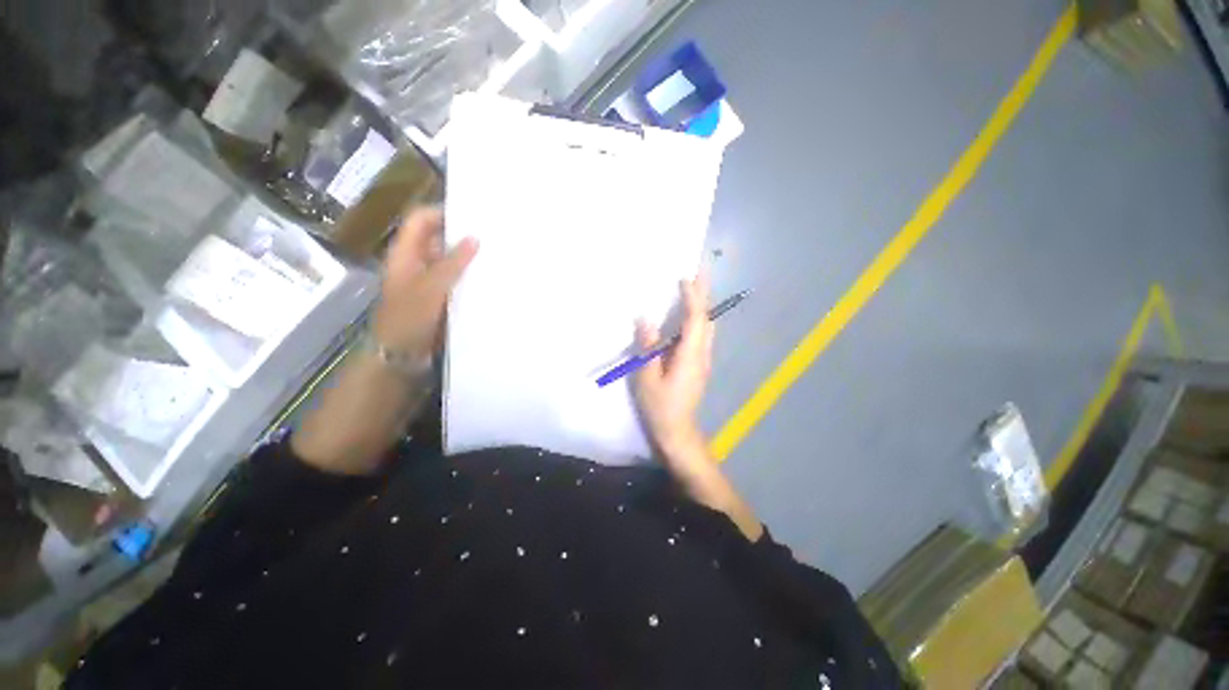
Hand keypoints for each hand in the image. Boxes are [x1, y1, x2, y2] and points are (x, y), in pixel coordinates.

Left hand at [372, 207, 477, 359]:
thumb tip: (474, 238)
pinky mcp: (442, 296)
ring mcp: (430, 280)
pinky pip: (458, 279)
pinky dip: (471, 276)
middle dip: (462, 234)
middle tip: (492, 233)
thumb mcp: (430, 288)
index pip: (421, 219)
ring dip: (469, 257)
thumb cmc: (408, 319)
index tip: (472, 213)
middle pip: (439, 238)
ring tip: (497, 252)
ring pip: (451, 260)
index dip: (442, 211)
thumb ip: (452, 263)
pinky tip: (491, 277)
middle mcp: (418, 262)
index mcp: (406, 254)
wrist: (403, 355)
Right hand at [633, 272, 713, 464]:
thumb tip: (644, 320)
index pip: (695, 319)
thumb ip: (647, 348)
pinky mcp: (698, 364)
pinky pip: (700, 335)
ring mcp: (702, 359)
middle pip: (707, 318)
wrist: (677, 431)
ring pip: (706, 326)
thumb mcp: (647, 378)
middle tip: (698, 271)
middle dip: (703, 293)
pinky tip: (685, 316)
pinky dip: (696, 319)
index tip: (684, 277)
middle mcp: (702, 354)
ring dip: (701, 305)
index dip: (692, 297)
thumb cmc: (660, 406)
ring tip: (692, 287)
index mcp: (690, 355)